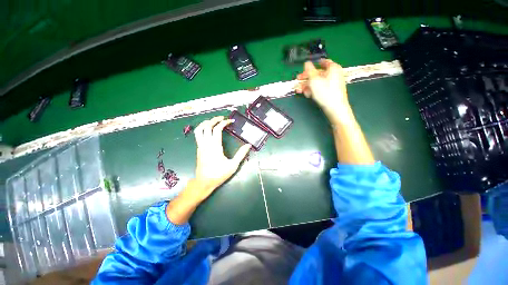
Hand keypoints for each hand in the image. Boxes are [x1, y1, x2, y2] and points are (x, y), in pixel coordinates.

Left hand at [191, 116, 250, 201]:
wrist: (204, 182)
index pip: (217, 129)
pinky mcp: (198, 149)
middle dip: (214, 119)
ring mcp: (200, 146)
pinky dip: (203, 128)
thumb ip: (241, 154)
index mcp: (215, 146)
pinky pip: (198, 135)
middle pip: (207, 126)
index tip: (230, 121)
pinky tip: (208, 130)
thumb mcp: (233, 165)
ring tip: (213, 121)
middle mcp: (206, 144)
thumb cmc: (219, 174)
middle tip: (222, 118)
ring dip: (205, 123)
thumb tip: (248, 145)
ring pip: (199, 129)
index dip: (224, 123)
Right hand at [295, 60, 351, 121]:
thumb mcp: (314, 80)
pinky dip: (313, 90)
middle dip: (306, 78)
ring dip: (307, 86)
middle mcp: (334, 74)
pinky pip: (321, 88)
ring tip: (299, 90)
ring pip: (318, 82)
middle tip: (298, 81)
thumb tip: (307, 63)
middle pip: (318, 74)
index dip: (313, 65)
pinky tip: (307, 95)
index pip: (323, 62)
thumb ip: (309, 70)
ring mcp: (333, 84)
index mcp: (333, 68)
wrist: (335, 108)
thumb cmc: (325, 92)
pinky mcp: (331, 92)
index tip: (305, 69)